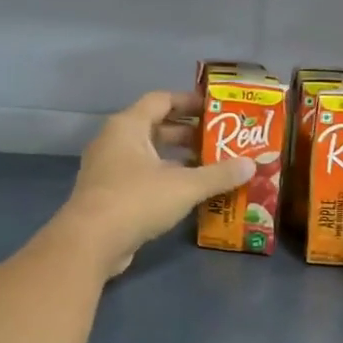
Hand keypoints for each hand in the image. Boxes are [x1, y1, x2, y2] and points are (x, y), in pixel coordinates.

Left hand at [58, 90, 250, 278]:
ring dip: (178, 159)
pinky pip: (142, 177)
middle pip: (156, 128)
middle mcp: (114, 141)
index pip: (161, 100)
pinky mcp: (109, 195)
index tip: (216, 109)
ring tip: (211, 167)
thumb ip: (219, 175)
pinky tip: (189, 193)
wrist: (90, 242)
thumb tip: (251, 165)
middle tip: (220, 141)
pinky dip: (165, 179)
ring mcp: (108, 169)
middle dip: (188, 134)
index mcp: (128, 126)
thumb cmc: (136, 200)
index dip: (189, 101)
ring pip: (149, 155)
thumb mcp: (185, 186)